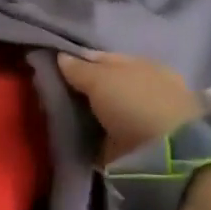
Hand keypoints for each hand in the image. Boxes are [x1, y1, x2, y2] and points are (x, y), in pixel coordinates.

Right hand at [56, 52, 203, 164]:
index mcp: (139, 65)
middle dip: (77, 88)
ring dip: (79, 112)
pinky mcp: (129, 146)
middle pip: (99, 85)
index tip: (50, 66)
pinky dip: (85, 134)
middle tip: (45, 90)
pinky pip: (98, 135)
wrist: (164, 154)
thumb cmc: (135, 103)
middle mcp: (139, 89)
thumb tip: (60, 55)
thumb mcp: (101, 78)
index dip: (76, 61)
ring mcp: (135, 118)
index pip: (101, 58)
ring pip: (98, 110)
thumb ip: (79, 68)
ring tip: (50, 111)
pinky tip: (65, 131)